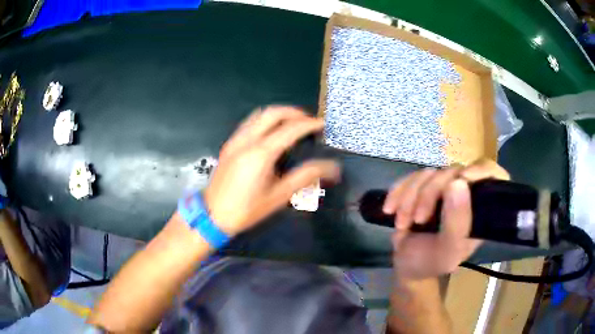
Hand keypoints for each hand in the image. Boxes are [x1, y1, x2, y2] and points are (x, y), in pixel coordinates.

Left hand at [204, 106, 340, 235]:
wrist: (212, 215)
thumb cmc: (247, 209)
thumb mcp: (279, 196)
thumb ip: (305, 177)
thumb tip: (332, 168)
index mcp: (261, 153)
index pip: (291, 128)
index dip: (309, 124)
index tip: (322, 124)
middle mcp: (247, 140)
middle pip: (273, 112)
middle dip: (294, 112)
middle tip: (309, 121)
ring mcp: (235, 140)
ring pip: (259, 114)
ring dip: (279, 114)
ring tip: (293, 124)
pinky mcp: (229, 144)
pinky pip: (249, 123)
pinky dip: (265, 120)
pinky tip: (271, 133)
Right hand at [383, 159, 509, 278]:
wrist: (406, 266)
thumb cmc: (430, 263)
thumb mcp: (447, 251)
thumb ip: (457, 223)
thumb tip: (459, 182)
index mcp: (480, 210)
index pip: (493, 176)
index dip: (481, 170)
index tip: (461, 181)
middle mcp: (466, 195)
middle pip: (453, 171)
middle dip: (429, 194)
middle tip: (416, 220)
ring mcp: (444, 189)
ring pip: (429, 173)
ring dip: (409, 197)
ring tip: (401, 223)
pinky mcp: (424, 187)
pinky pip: (411, 177)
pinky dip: (398, 192)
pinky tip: (390, 209)